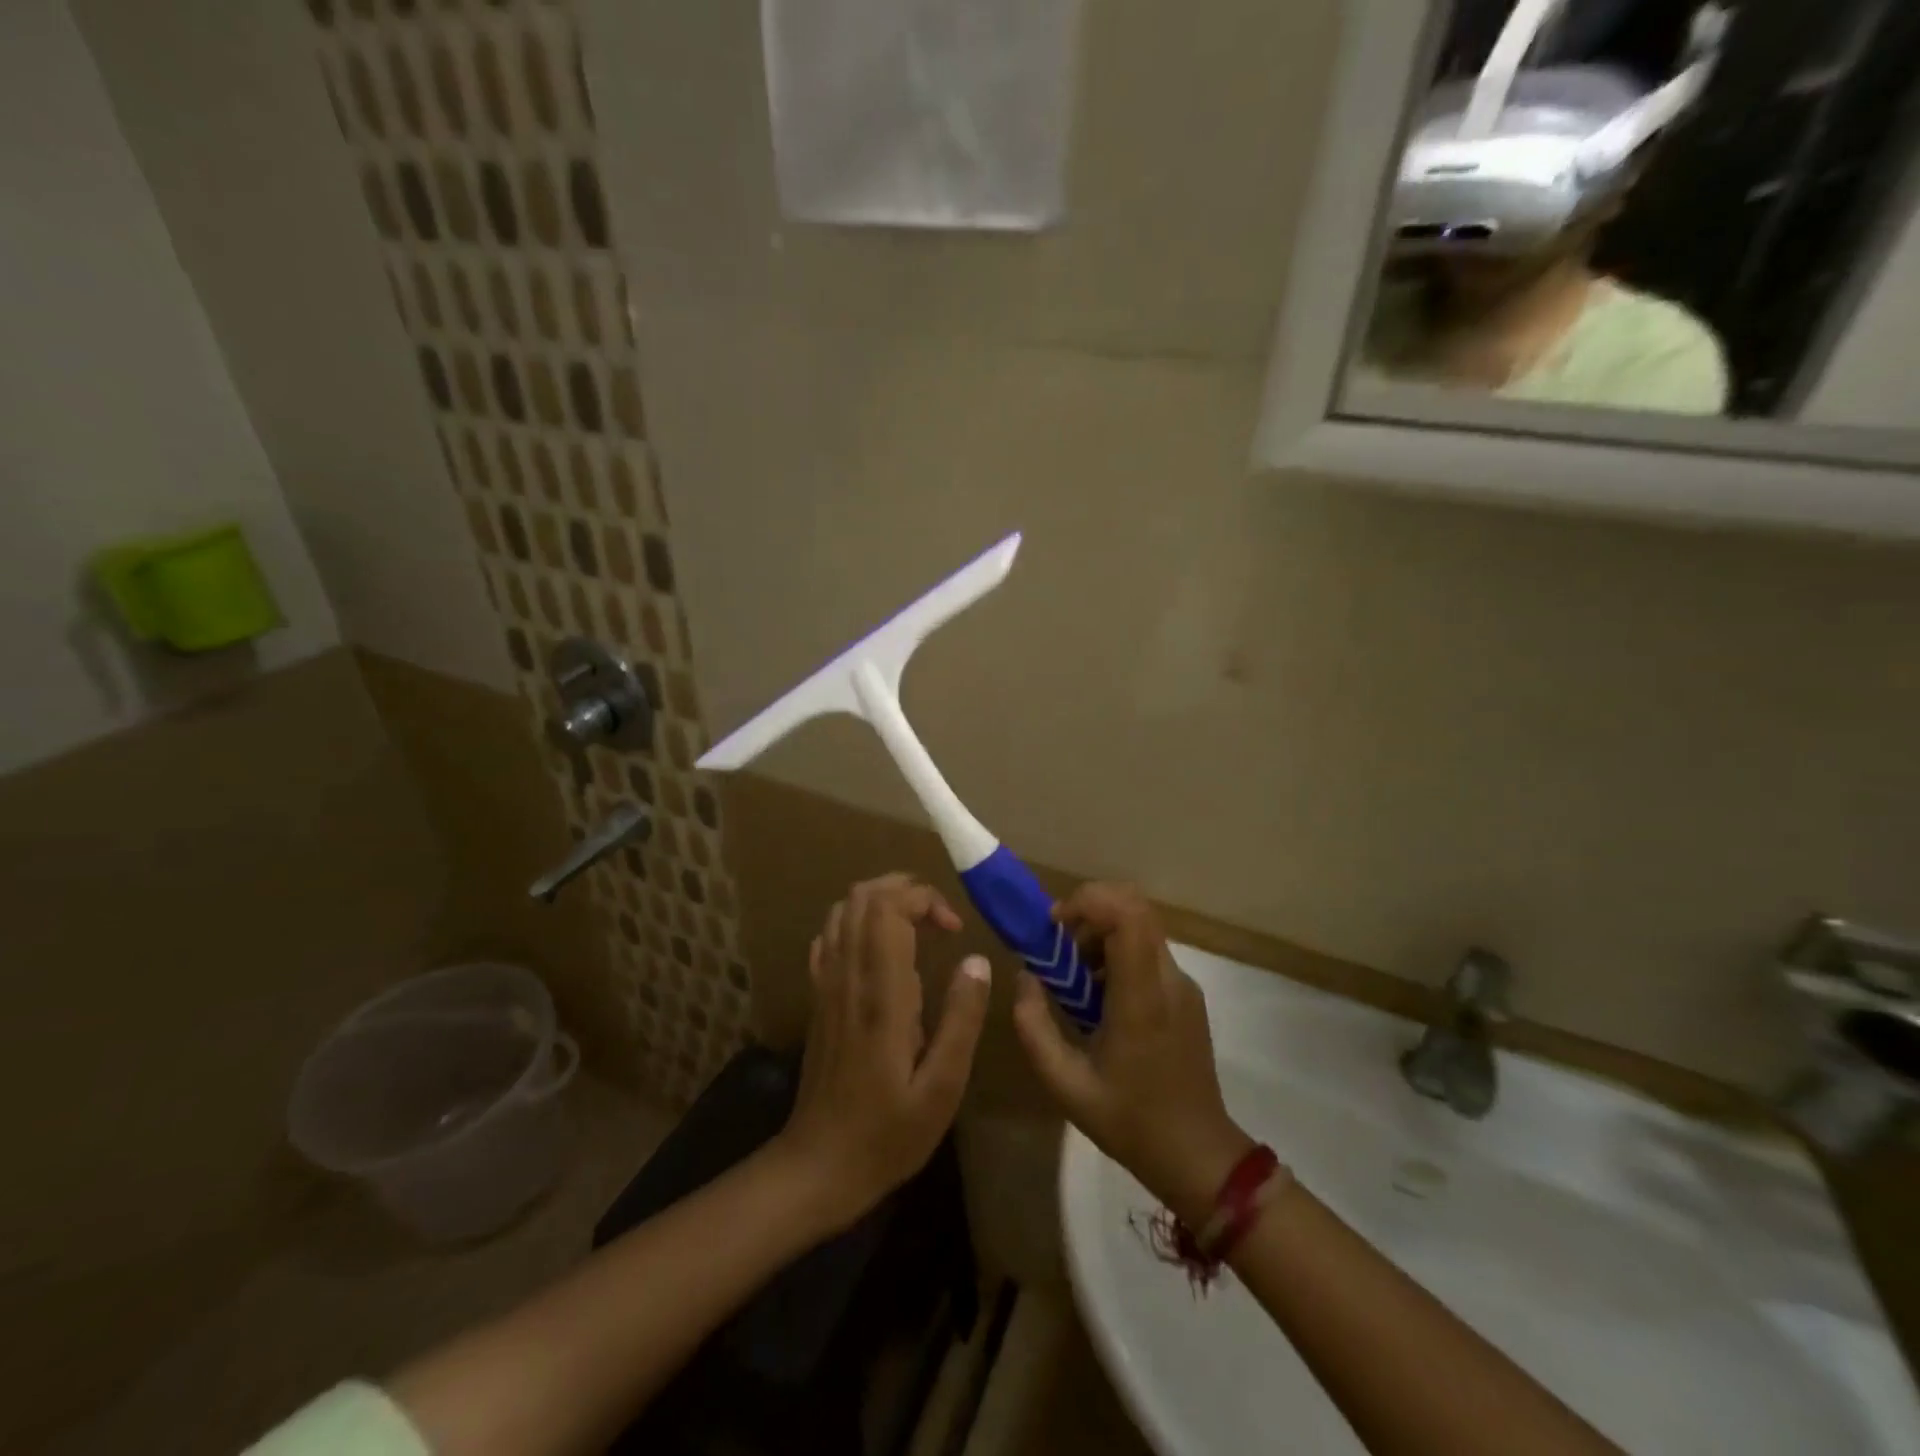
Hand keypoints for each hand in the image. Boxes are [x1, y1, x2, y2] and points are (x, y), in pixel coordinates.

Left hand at [775, 874, 991, 1232]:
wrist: (818, 1166)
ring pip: (842, 911)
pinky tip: (881, 951)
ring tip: (917, 927)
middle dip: (905, 890)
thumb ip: (962, 1019)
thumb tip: (977, 960)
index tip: (954, 929)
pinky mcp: (818, 999)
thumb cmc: (889, 1133)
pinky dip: (857, 925)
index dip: (924, 899)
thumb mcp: (943, 1087)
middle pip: (863, 897)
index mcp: (882, 993)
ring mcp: (826, 985)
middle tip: (939, 920)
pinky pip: (830, 938)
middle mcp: (848, 976)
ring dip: (881, 902)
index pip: (888, 908)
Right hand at [1011, 883, 1251, 1222]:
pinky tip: (1099, 999)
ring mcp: (1182, 985)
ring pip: (1141, 928)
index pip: (1127, 914)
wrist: (1197, 1155)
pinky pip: (1148, 953)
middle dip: (1089, 914)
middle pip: (1134, 909)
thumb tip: (1025, 978)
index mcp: (1142, 997)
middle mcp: (1168, 979)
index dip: (1088, 901)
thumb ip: (1034, 1026)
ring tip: (1075, 980)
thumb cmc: (1130, 1121)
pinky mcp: (1186, 996)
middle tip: (1060, 948)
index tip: (1055, 924)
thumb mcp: (1065, 1084)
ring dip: (1101, 935)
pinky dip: (1117, 955)